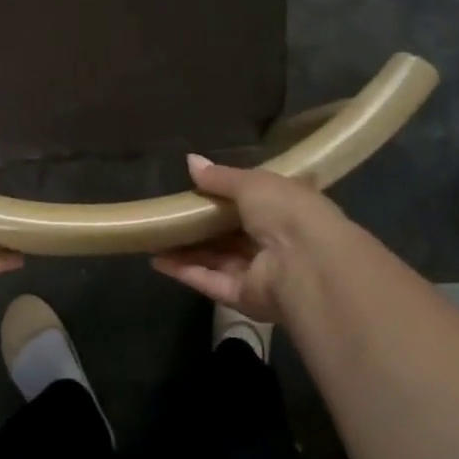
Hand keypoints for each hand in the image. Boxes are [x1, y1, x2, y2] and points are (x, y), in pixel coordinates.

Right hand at [151, 155, 350, 324]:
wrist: (306, 264)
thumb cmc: (286, 211)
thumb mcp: (252, 182)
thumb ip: (220, 176)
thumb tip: (190, 161)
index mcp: (284, 209)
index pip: (251, 202)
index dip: (222, 196)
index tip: (192, 190)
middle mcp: (273, 241)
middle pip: (229, 234)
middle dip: (198, 226)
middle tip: (165, 215)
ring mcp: (259, 272)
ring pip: (216, 259)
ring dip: (186, 249)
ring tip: (152, 238)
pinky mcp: (244, 297)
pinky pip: (210, 281)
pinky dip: (185, 271)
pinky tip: (157, 260)